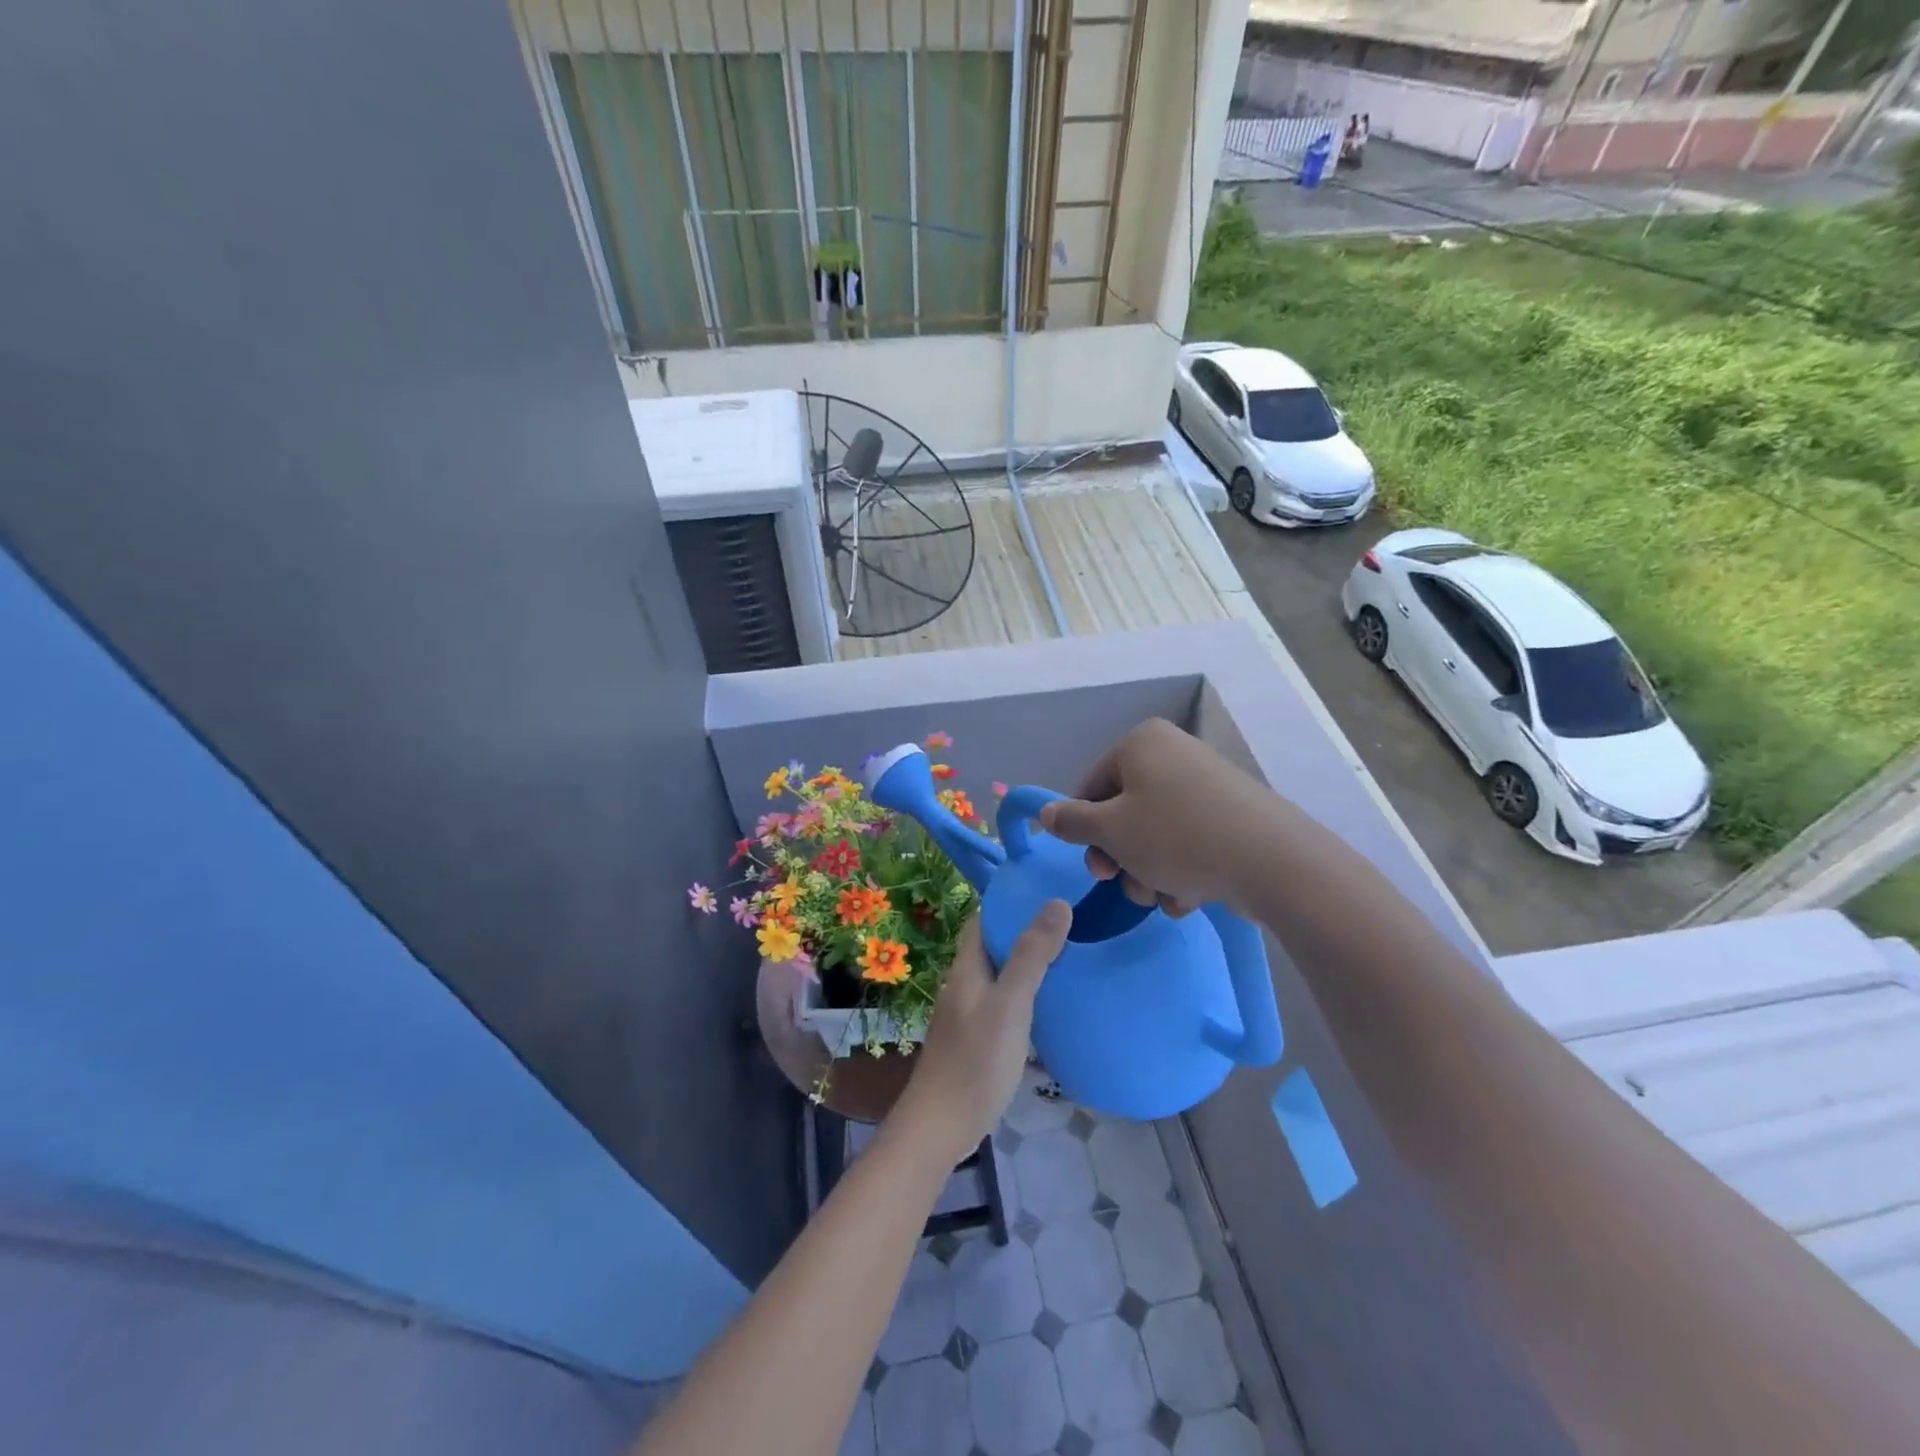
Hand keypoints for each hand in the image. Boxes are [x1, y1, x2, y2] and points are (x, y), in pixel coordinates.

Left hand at [894, 903, 1070, 1164]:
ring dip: (1028, 965)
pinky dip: (1027, 997)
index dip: (1010, 901)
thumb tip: (1057, 903)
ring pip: (1001, 977)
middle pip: (994, 946)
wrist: (941, 1126)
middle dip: (1025, 931)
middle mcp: (965, 984)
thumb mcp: (1010, 1004)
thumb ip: (1032, 956)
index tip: (1046, 889)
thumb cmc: (975, 1060)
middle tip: (1069, 922)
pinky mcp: (978, 1041)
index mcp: (967, 967)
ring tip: (1069, 957)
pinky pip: (1005, 1005)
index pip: (983, 919)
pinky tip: (1052, 1007)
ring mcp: (969, 1015)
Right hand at [1038, 718, 1264, 914]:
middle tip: (1128, 886)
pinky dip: (1182, 870)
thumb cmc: (1177, 837)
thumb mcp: (1111, 831)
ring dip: (1150, 872)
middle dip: (1123, 859)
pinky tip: (1191, 896)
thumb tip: (1046, 814)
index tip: (1096, 868)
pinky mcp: (1231, 815)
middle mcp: (1173, 754)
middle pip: (1124, 812)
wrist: (1273, 861)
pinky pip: (1189, 841)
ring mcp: (1206, 784)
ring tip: (1165, 897)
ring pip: (1155, 834)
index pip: (1091, 786)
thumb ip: (1072, 822)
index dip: (1085, 830)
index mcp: (1141, 743)